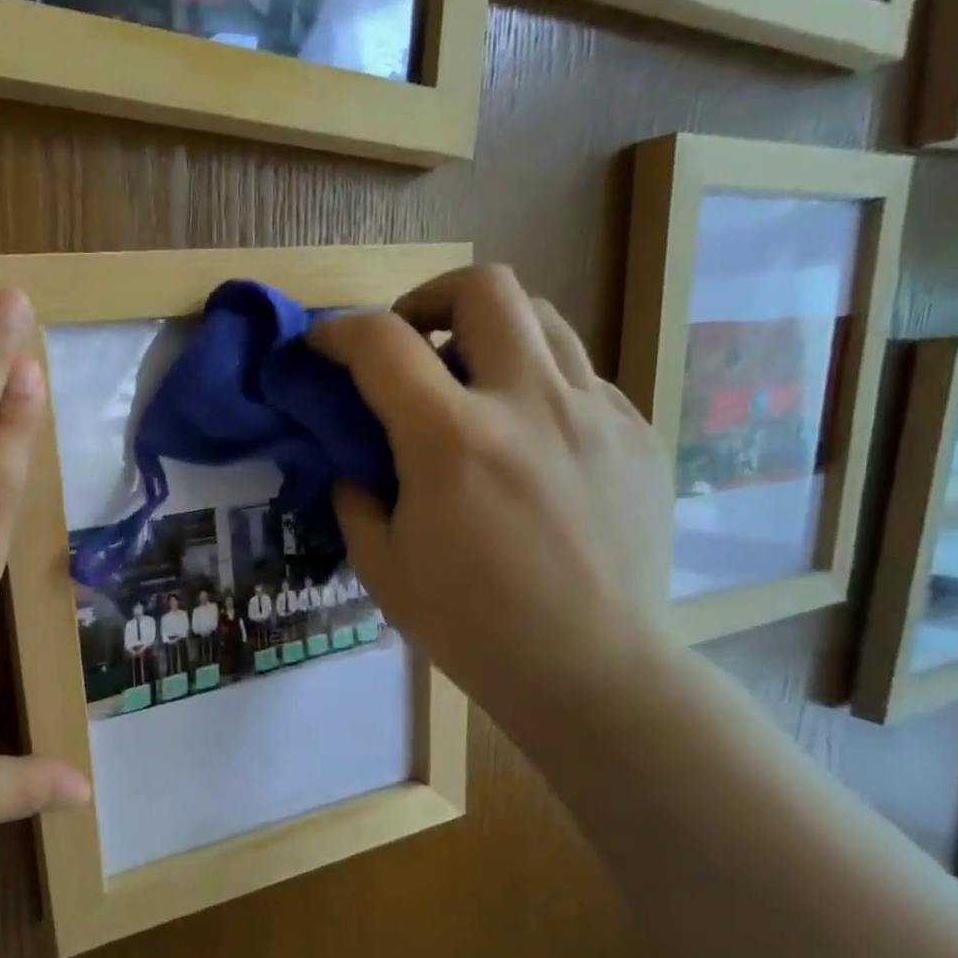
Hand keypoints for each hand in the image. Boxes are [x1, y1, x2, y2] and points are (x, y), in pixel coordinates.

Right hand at [308, 266, 673, 724]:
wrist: (592, 670)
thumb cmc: (472, 627)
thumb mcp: (383, 568)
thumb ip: (356, 498)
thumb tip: (356, 463)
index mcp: (452, 440)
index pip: (382, 343)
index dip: (339, 331)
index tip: (322, 345)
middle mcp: (528, 403)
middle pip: (485, 287)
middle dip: (430, 298)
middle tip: (411, 341)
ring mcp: (595, 413)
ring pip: (544, 317)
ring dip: (490, 331)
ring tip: (471, 380)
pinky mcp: (636, 433)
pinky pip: (580, 376)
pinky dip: (538, 384)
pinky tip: (527, 439)